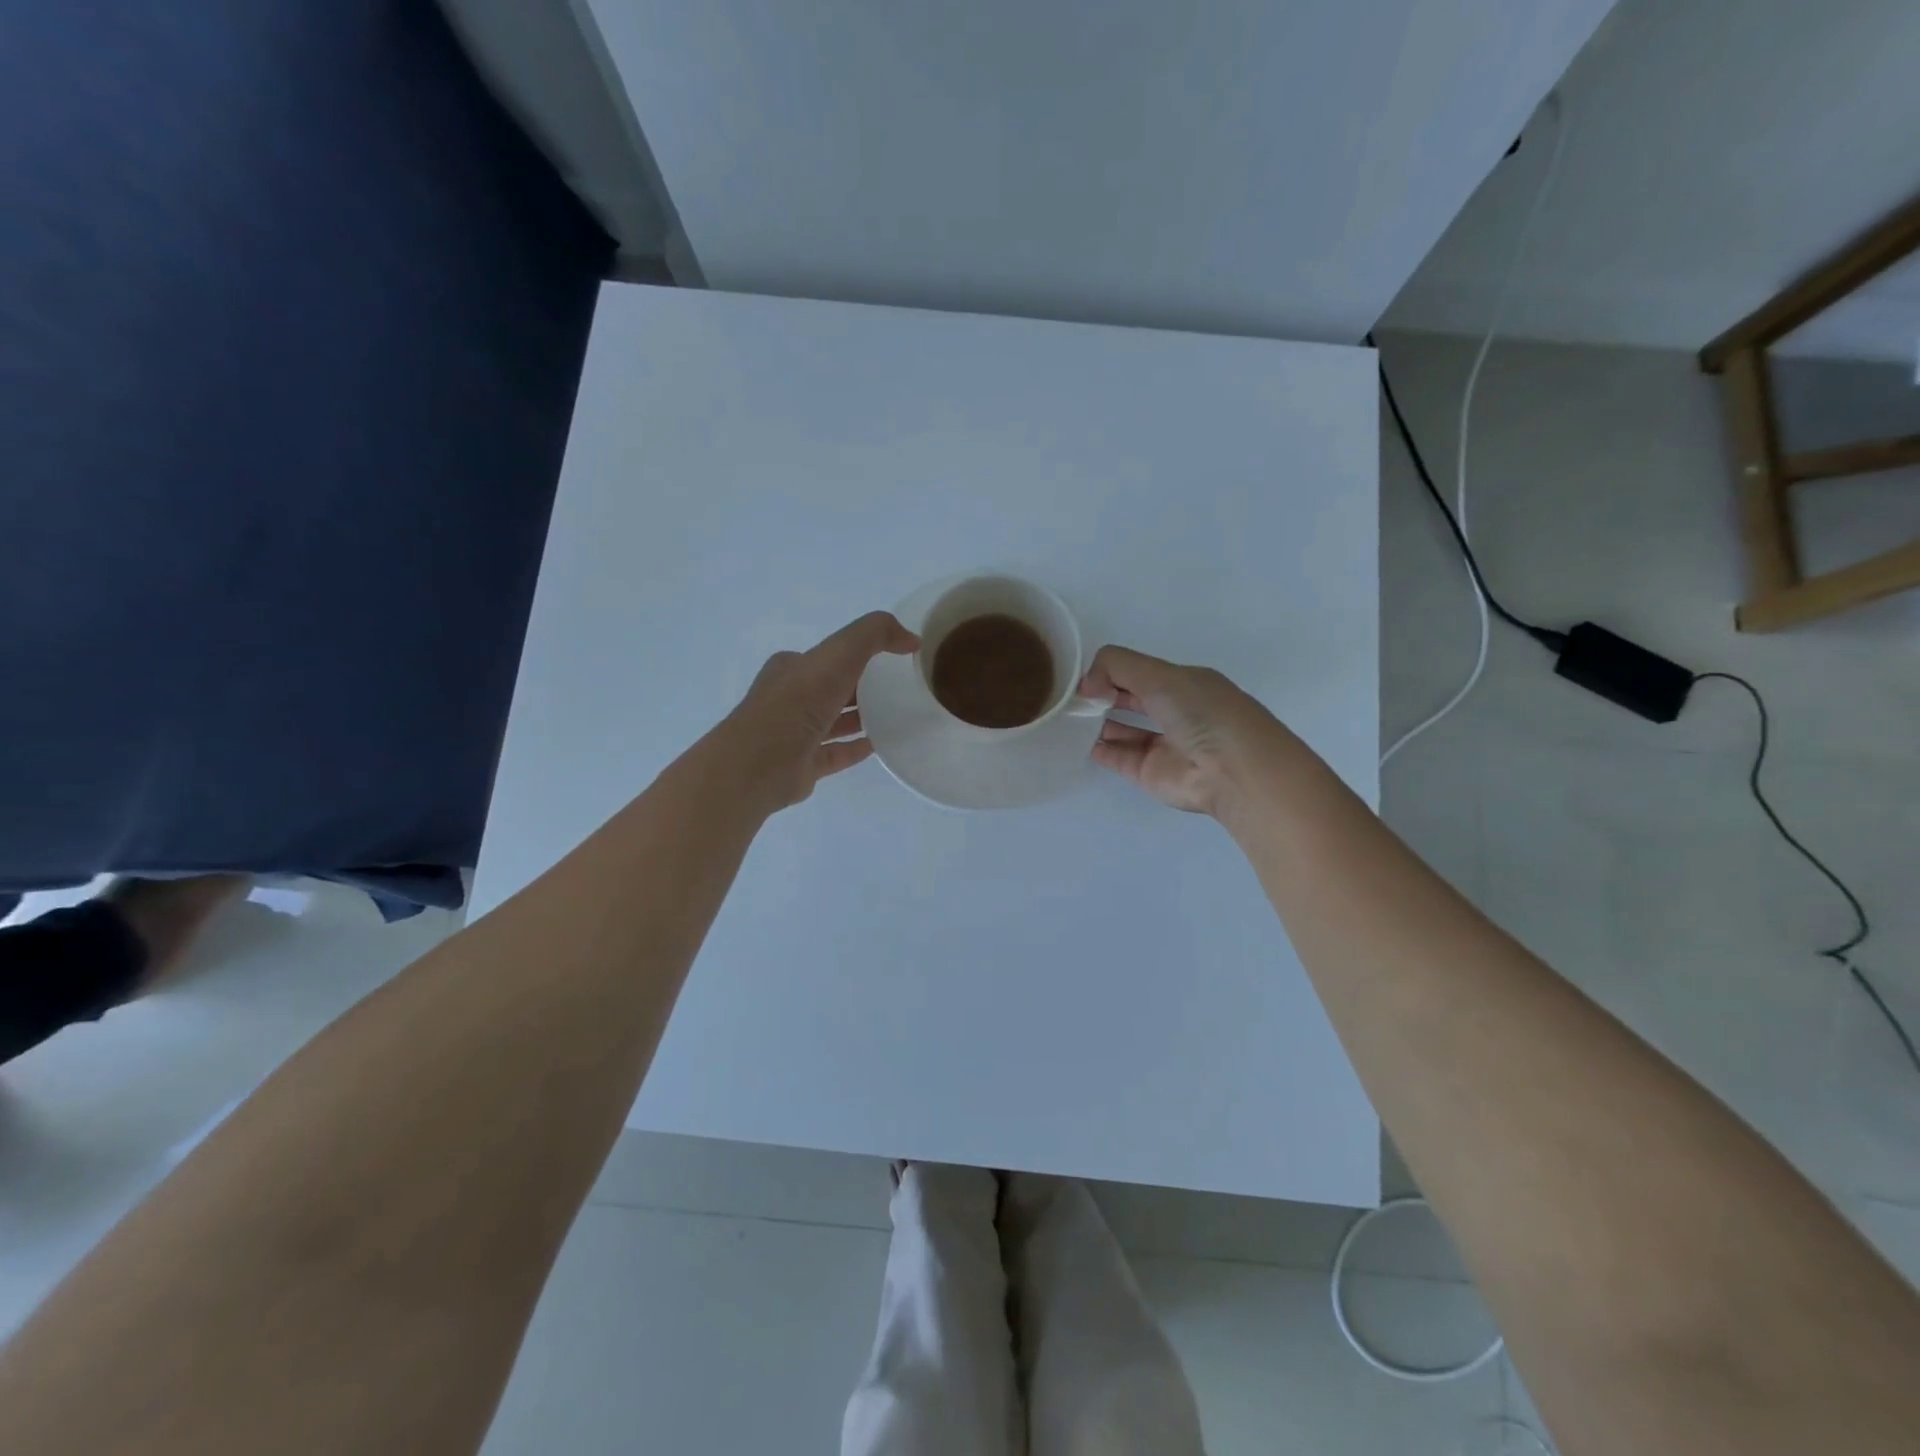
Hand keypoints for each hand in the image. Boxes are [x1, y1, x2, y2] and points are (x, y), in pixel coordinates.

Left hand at [728, 611, 918, 809]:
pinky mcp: (803, 765)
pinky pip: (836, 753)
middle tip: (900, 688)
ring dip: (860, 718)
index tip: (892, 659)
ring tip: (897, 716)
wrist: (759, 763)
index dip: (858, 654)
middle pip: (832, 689)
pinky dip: (856, 748)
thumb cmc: (797, 702)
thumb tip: (911, 639)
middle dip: (861, 686)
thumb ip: (874, 635)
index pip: (828, 657)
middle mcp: (791, 698)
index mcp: (793, 668)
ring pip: (833, 722)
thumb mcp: (839, 653)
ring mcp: (795, 734)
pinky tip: (880, 745)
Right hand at [1079, 646, 1280, 818]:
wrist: (1232, 771)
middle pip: (1131, 699)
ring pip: (1123, 729)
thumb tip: (1086, 684)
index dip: (1112, 672)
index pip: (1141, 672)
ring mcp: (1162, 744)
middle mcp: (1175, 712)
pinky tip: (1076, 740)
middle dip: (1103, 695)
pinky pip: (1118, 757)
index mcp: (1184, 683)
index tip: (1087, 678)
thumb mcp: (1159, 674)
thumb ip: (1116, 666)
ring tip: (1068, 717)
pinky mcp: (1150, 773)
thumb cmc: (1201, 712)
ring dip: (1098, 722)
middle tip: (1071, 697)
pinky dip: (1098, 749)